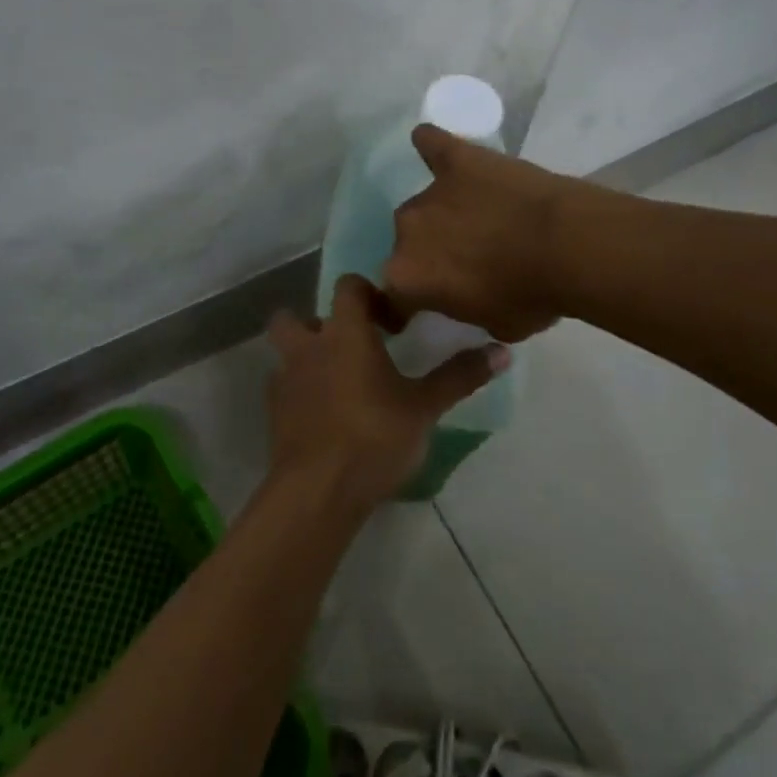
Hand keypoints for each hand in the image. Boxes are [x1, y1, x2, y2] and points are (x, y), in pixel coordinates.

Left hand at [265, 273, 507, 513]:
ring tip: (335, 382)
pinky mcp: (273, 411)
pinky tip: (322, 415)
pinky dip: (299, 391)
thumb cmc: (374, 437)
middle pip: (295, 315)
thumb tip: (502, 351)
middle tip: (349, 347)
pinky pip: (283, 387)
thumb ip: (459, 377)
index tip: (390, 323)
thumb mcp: (424, 408)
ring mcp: (284, 378)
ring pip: (285, 352)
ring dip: (304, 357)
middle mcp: (308, 346)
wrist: (318, 490)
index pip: (348, 286)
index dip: (368, 294)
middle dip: (317, 324)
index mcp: (345, 333)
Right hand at [382, 124, 570, 341]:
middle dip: (431, 253)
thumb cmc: (531, 297)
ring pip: (426, 204)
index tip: (417, 312)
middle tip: (466, 260)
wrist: (568, 247)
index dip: (405, 307)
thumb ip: (466, 308)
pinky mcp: (457, 159)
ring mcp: (431, 191)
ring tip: (477, 217)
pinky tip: (429, 142)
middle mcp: (407, 231)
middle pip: (409, 244)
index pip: (393, 298)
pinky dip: (429, 144)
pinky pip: (432, 145)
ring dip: (444, 213)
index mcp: (408, 277)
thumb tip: (469, 298)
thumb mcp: (494, 325)